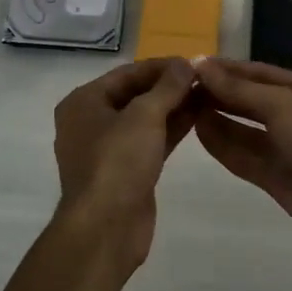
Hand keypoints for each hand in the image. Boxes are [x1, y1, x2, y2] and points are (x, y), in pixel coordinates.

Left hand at [51, 57, 198, 268]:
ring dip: (174, 106)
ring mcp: (108, 148)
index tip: (193, 62)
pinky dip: (172, 129)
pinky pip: (150, 140)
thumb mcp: (144, 116)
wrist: (106, 228)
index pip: (126, 73)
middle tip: (204, 78)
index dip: (161, 66)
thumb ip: (167, 87)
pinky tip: (199, 117)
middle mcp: (91, 121)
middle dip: (168, 86)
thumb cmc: (117, 162)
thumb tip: (186, 64)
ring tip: (207, 93)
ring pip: (145, 118)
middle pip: (134, 94)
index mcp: (83, 102)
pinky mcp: (126, 170)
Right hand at [192, 58, 291, 240]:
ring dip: (216, 117)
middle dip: (217, 92)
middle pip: (247, 99)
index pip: (256, 72)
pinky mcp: (274, 175)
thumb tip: (200, 65)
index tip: (193, 66)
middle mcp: (291, 114)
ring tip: (183, 107)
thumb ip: (238, 88)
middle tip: (181, 87)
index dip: (226, 68)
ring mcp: (282, 146)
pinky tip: (199, 131)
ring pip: (242, 128)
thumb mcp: (280, 103)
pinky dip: (222, 143)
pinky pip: (243, 154)